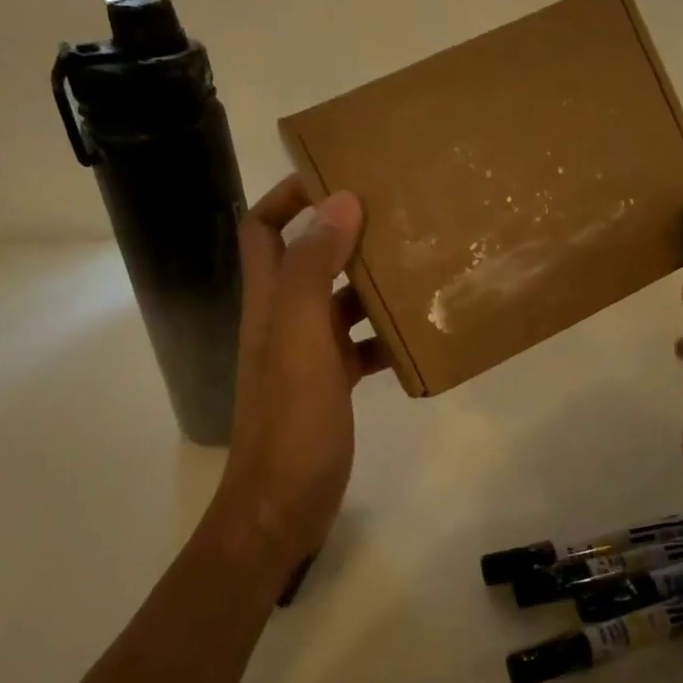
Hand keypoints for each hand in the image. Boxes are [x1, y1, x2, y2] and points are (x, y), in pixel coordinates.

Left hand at [216, 175, 389, 584]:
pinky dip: (385, 336)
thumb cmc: (292, 420)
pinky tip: (418, 337)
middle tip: (397, 215)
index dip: (288, 196)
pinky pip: (360, 345)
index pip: (262, 228)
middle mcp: (284, 319)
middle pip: (308, 258)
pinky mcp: (330, 385)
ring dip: (371, 283)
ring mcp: (308, 354)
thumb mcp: (303, 338)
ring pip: (340, 302)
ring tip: (419, 267)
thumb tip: (340, 200)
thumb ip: (315, 269)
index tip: (339, 177)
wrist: (283, 505)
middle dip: (344, 231)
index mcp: (269, 300)